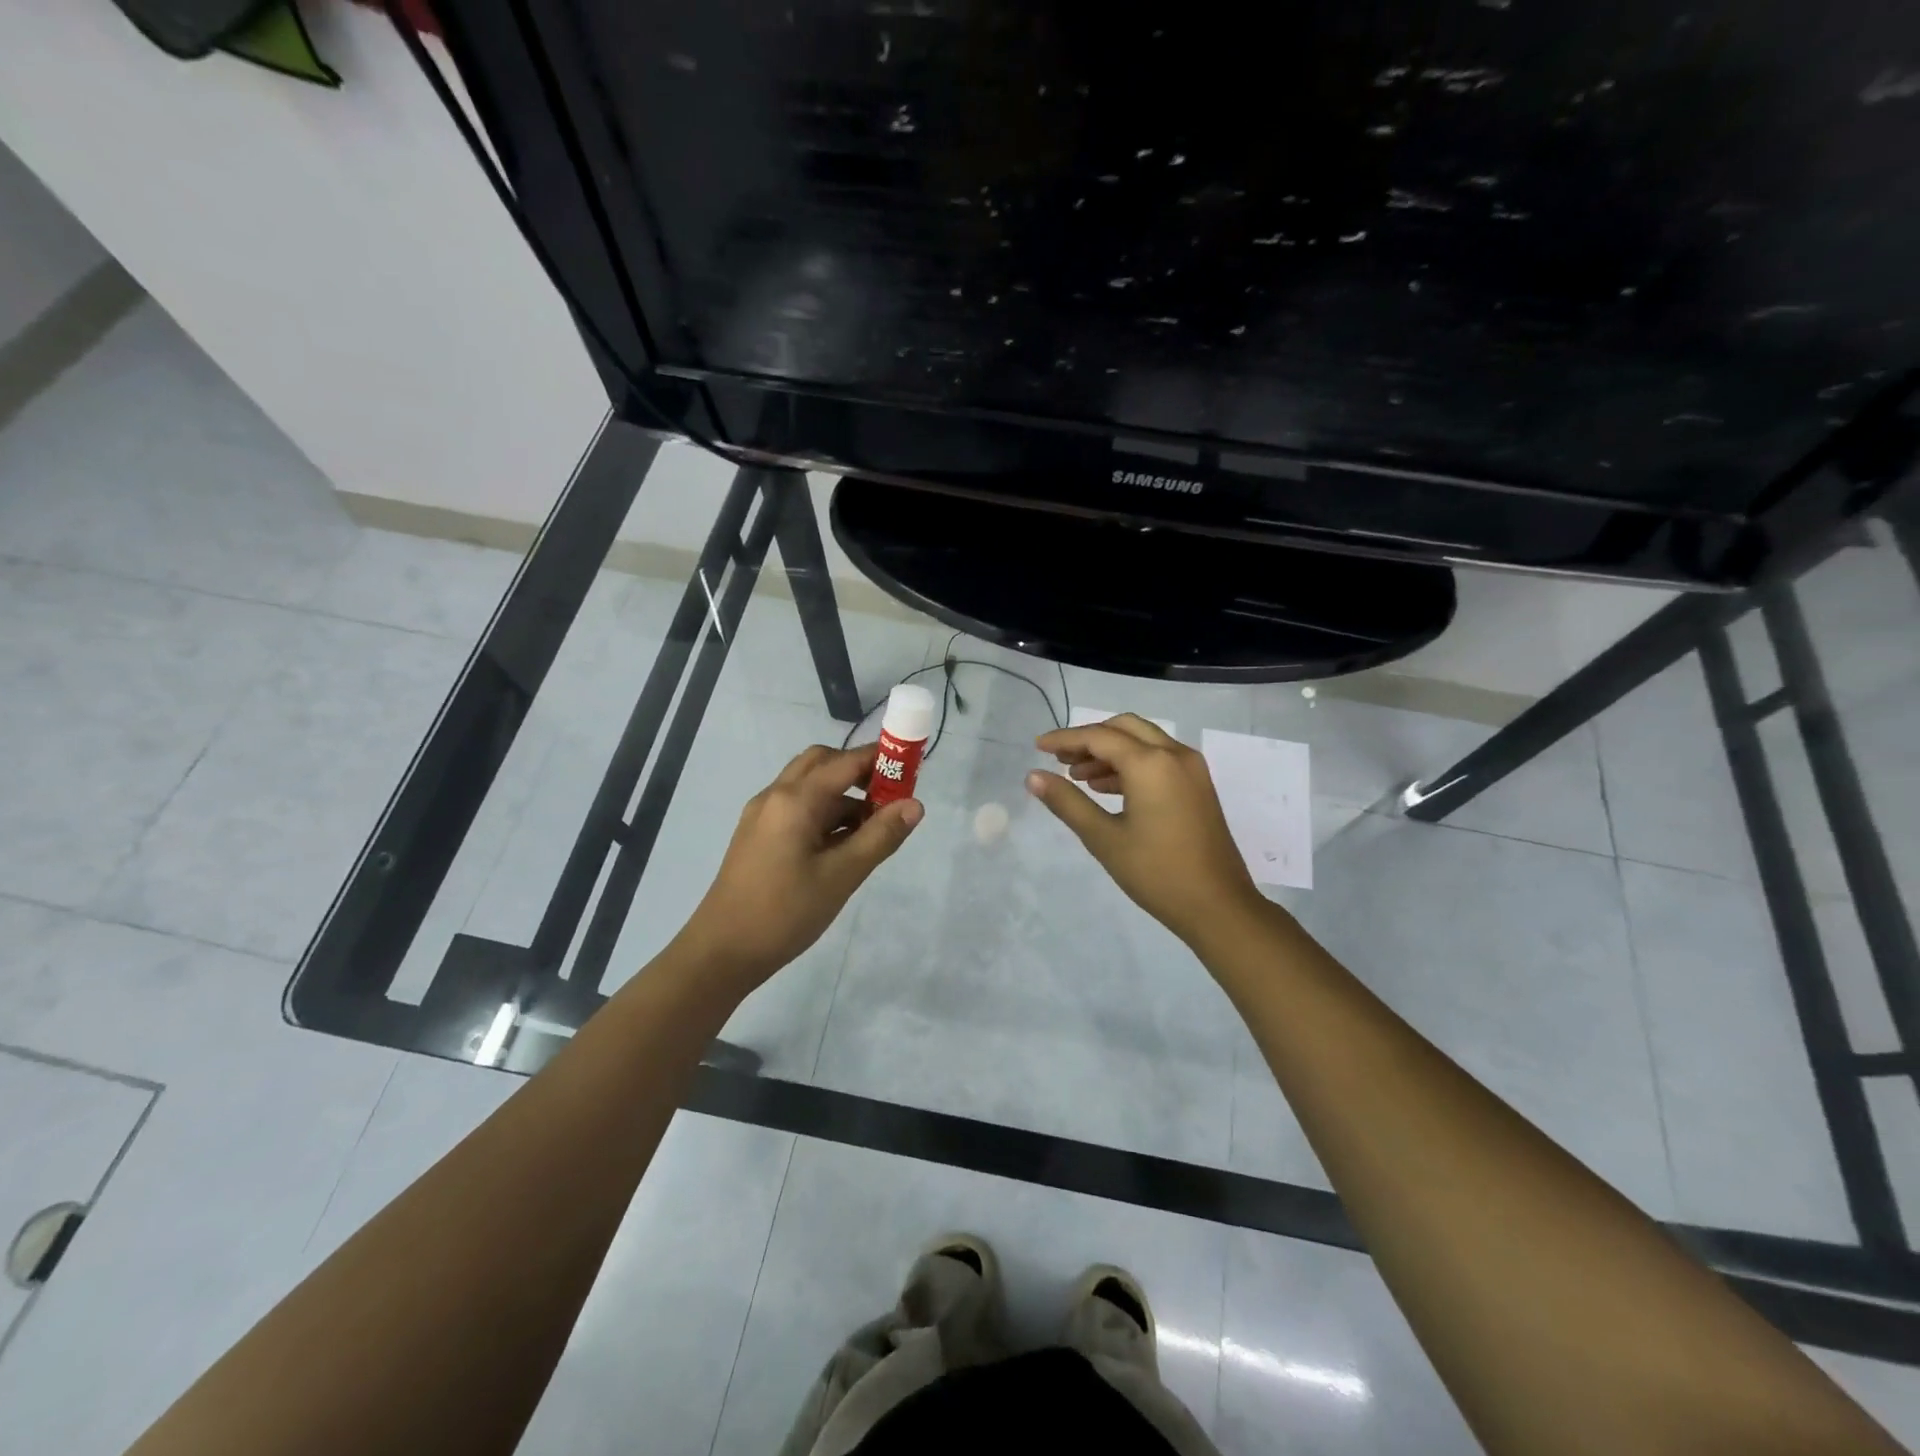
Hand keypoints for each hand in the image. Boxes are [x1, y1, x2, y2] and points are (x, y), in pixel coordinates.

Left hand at [677, 744, 921, 990]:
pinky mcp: (759, 835)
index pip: (846, 762)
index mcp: (795, 799)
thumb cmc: (785, 912)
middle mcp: (776, 796)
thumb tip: (915, 805)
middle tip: (890, 795)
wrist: (722, 951)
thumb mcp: (841, 875)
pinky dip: (825, 812)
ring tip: (874, 826)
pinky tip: (844, 842)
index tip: (912, 768)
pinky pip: (797, 807)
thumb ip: (880, 836)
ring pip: (809, 786)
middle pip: (822, 763)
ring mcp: (763, 815)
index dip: (881, 759)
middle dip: (859, 771)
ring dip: (843, 794)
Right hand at [1025, 713, 1259, 944]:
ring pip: (1143, 742)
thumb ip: (1067, 802)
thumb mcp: (1104, 838)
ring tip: (1077, 776)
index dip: (1065, 739)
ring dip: (1109, 752)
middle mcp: (1174, 755)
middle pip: (1124, 728)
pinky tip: (1106, 788)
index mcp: (1151, 763)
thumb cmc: (1156, 872)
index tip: (1037, 747)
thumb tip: (1033, 777)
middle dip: (1089, 738)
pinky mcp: (1198, 786)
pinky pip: (1159, 759)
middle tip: (1059, 759)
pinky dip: (1131, 764)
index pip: (1099, 737)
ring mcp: (1191, 769)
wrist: (1218, 906)